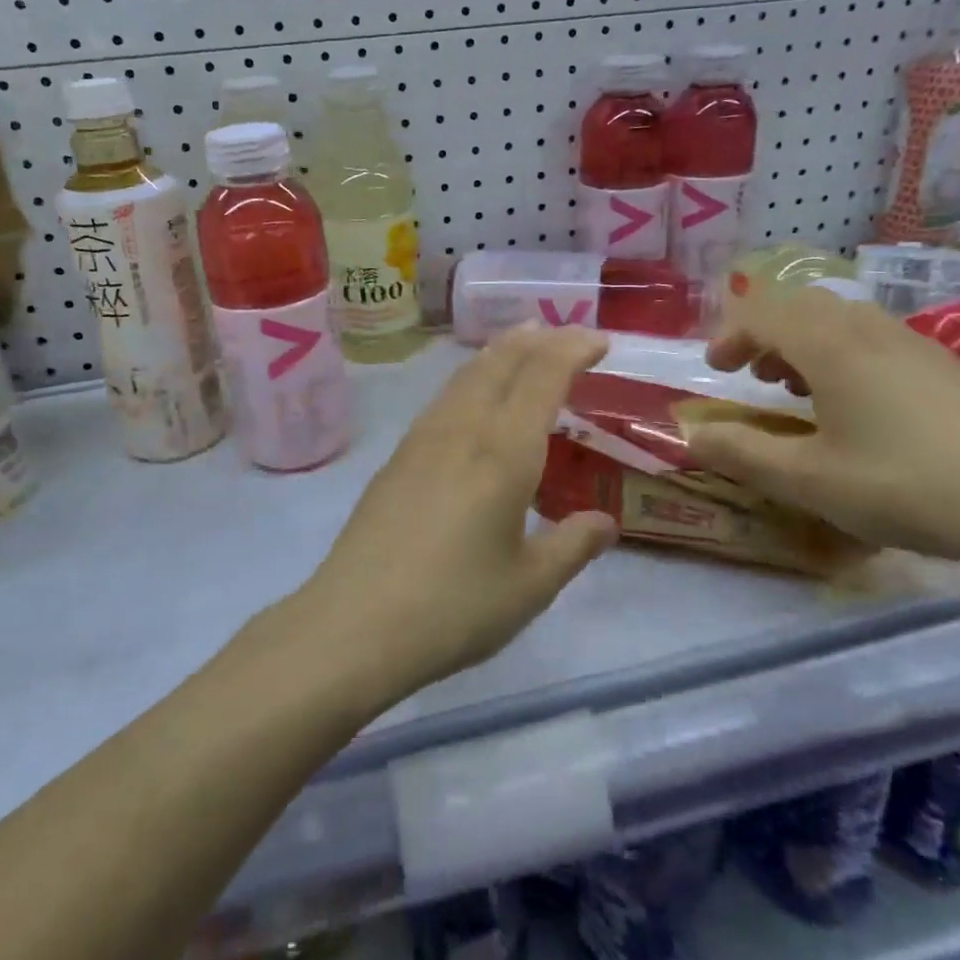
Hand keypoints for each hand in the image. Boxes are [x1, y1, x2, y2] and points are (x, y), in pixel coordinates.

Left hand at [296, 326, 619, 702]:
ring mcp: (422, 439)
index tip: (599, 340)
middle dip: (537, 339)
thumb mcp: (530, 586)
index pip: (542, 376)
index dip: (573, 348)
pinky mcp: (397, 458)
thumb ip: (573, 546)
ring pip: (466, 374)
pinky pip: (444, 397)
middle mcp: (463, 430)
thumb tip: (605, 522)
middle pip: (500, 361)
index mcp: (504, 452)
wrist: (354, 625)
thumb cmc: (453, 607)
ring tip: (522, 346)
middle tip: (564, 334)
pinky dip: (471, 378)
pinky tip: (471, 397)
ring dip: (500, 352)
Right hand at [686, 287, 959, 579]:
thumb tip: (690, 433)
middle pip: (803, 306)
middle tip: (753, 375)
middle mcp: (871, 331)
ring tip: (797, 390)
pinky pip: (876, 339)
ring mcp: (916, 344)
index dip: (730, 336)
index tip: (714, 370)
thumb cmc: (906, 487)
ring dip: (806, 344)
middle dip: (767, 333)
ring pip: (843, 320)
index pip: (764, 314)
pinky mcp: (948, 367)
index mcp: (831, 346)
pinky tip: (858, 409)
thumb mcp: (808, 479)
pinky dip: (844, 356)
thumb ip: (741, 452)